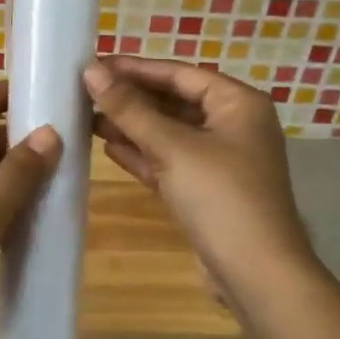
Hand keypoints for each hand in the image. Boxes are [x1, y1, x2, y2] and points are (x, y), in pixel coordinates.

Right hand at [84, 57, 317, 309]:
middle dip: (131, 99)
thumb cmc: (220, 196)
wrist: (256, 273)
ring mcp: (221, 160)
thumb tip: (90, 71)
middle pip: (175, 101)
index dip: (135, 68)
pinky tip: (108, 148)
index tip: (94, 65)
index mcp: (238, 103)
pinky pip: (170, 161)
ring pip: (170, 133)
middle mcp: (233, 125)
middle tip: (84, 92)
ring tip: (87, 118)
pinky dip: (142, 154)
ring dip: (132, 126)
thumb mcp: (172, 147)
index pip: (180, 73)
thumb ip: (130, 109)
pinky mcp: (207, 190)